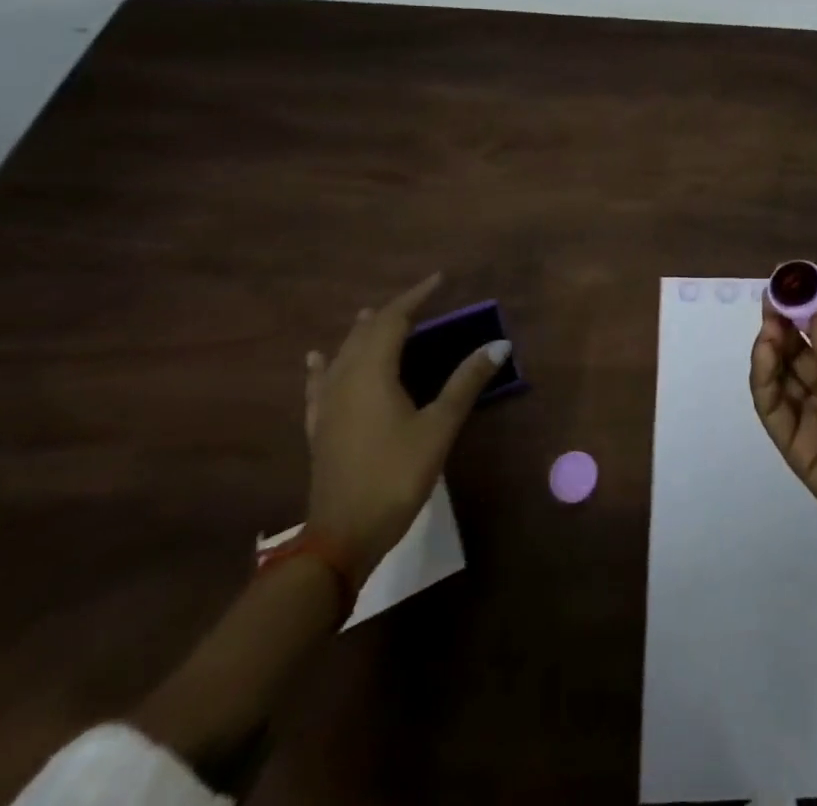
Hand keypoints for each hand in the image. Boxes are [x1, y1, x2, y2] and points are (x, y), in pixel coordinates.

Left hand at [303, 275, 505, 580]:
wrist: (341, 537)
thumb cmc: (395, 475)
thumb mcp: (439, 427)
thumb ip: (466, 382)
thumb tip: (498, 344)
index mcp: (372, 372)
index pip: (393, 320)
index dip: (416, 296)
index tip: (440, 279)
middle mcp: (345, 378)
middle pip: (366, 332)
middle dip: (393, 312)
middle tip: (421, 301)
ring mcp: (328, 404)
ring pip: (343, 353)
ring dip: (362, 332)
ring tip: (373, 315)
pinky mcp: (320, 427)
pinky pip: (320, 383)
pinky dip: (324, 364)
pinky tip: (318, 359)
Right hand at [749, 295, 816, 578]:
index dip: (807, 308)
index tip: (790, 280)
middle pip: (798, 351)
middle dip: (783, 322)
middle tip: (772, 297)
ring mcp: (812, 419)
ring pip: (781, 376)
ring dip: (770, 346)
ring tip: (769, 323)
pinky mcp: (796, 448)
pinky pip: (773, 409)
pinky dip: (764, 380)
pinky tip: (766, 353)